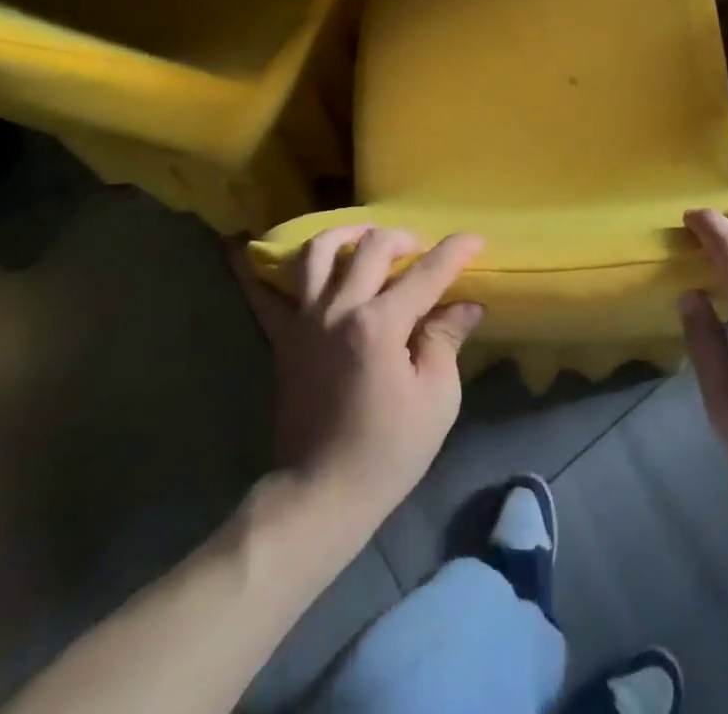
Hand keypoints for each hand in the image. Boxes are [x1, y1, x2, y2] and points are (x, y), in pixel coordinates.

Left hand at [236, 227, 483, 521]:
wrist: (321, 494)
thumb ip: (446, 340)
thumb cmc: (388, 451)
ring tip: (366, 238)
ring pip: (319, 251)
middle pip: (372, 247)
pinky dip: (259, 268)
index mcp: (380, 324)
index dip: (455, 251)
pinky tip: (252, 248)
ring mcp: (305, 320)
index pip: (426, 272)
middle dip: (404, 238)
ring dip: (347, 234)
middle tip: (421, 250)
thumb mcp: (436, 399)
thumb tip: (465, 305)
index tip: (475, 239)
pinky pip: (264, 293)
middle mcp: (339, 309)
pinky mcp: (283, 338)